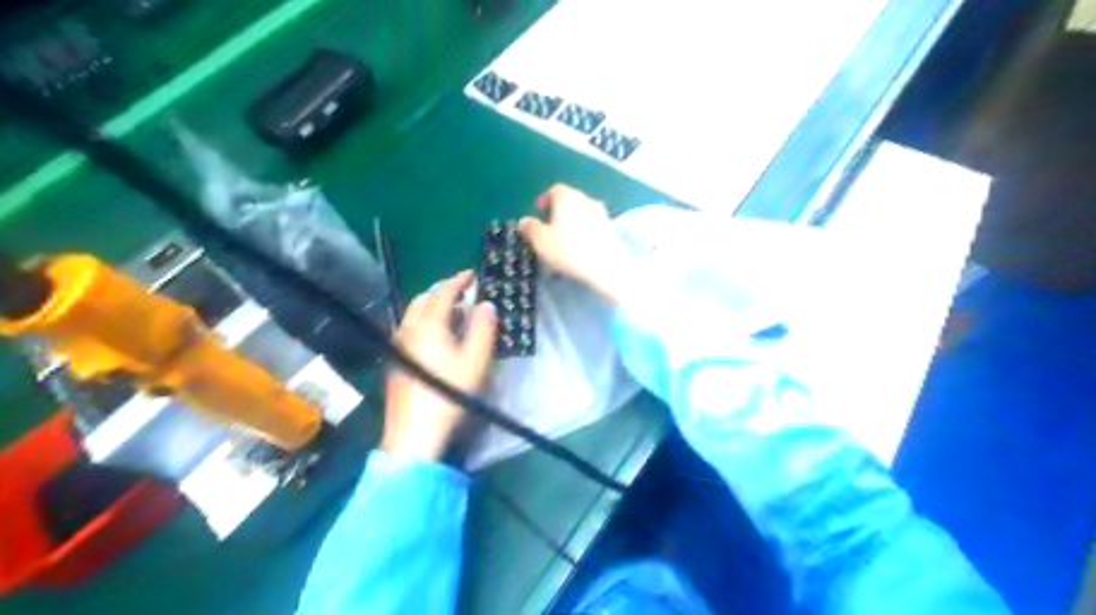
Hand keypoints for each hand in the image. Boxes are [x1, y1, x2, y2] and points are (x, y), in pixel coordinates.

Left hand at [380, 269, 493, 459]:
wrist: (414, 433)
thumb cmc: (449, 393)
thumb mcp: (475, 361)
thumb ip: (483, 329)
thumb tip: (486, 305)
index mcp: (429, 325)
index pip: (443, 293)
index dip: (458, 281)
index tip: (472, 274)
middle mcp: (408, 330)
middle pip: (423, 299)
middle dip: (442, 290)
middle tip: (462, 292)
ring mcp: (398, 345)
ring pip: (413, 314)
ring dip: (433, 306)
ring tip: (454, 313)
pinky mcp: (396, 361)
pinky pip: (410, 329)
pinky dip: (425, 321)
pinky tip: (437, 337)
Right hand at [518, 183, 635, 305]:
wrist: (607, 266)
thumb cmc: (570, 250)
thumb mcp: (542, 242)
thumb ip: (531, 228)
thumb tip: (524, 221)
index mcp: (567, 198)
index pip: (556, 190)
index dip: (546, 198)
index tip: (540, 210)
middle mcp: (586, 200)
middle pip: (571, 199)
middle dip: (560, 209)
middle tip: (551, 224)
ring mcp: (602, 214)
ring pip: (583, 212)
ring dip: (574, 220)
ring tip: (566, 237)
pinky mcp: (612, 229)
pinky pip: (594, 225)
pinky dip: (585, 231)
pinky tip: (581, 246)